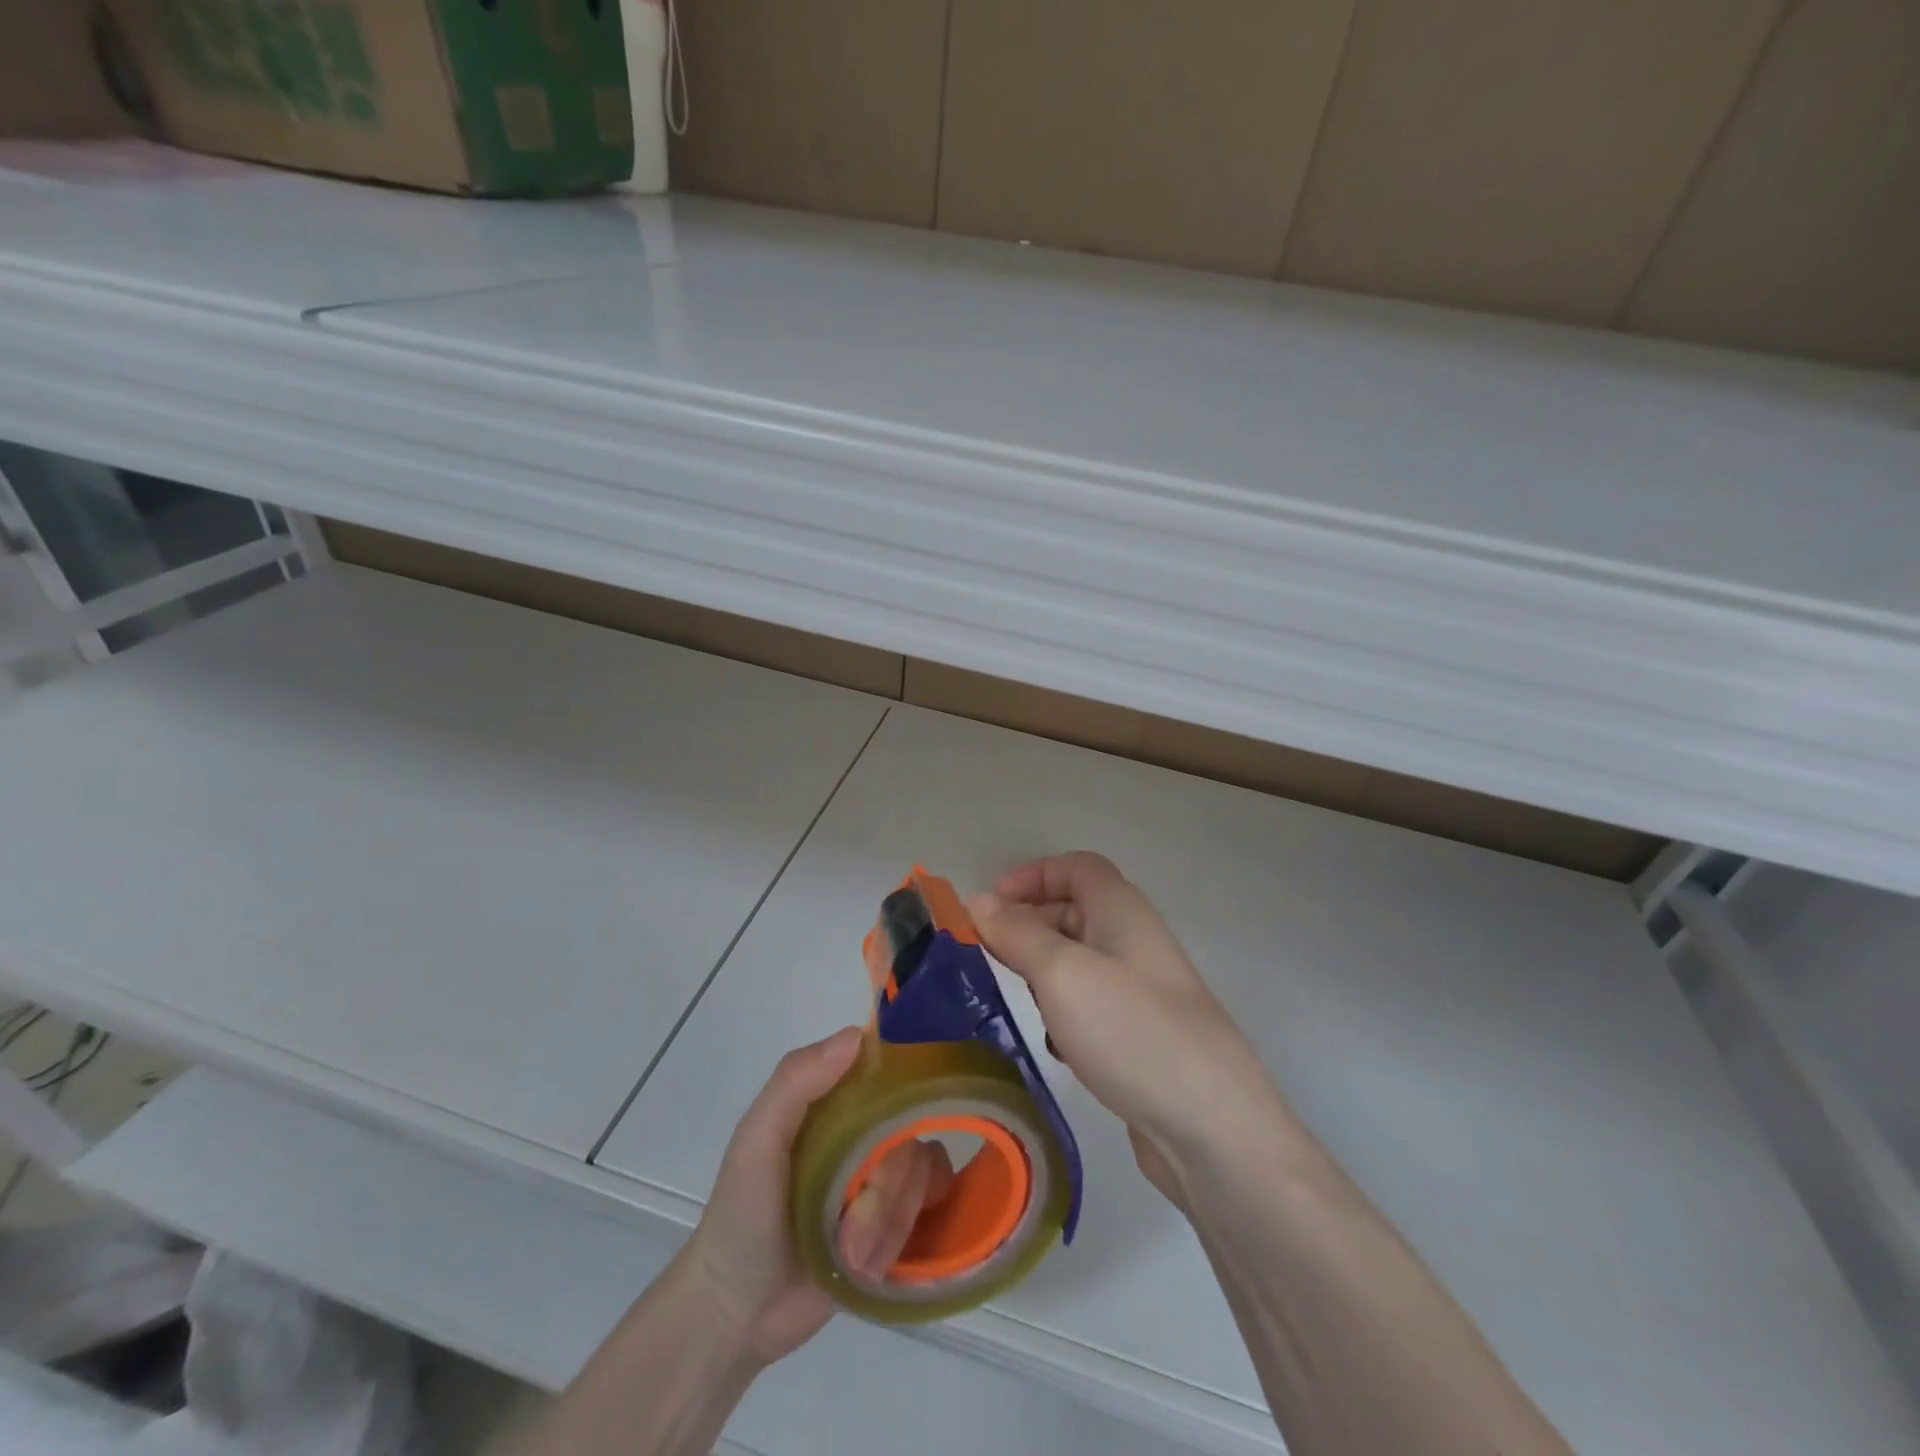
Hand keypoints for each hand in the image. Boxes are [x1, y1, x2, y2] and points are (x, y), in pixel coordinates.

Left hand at [678, 1027, 953, 1366]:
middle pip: (913, 1130)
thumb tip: (857, 1036)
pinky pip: (928, 1216)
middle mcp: (866, 1133)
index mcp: (837, 1103)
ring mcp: (883, 1181)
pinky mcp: (895, 1228)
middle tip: (850, 1217)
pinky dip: (902, 1240)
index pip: (890, 1070)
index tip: (901, 1113)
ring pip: (923, 1176)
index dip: (905, 1084)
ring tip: (849, 1252)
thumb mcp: (757, 1139)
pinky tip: (873, 1263)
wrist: (736, 1315)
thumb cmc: (741, 1214)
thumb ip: (795, 1082)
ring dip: (888, 1221)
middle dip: (888, 1182)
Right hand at [968, 852, 1290, 1204]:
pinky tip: (1054, 1044)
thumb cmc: (1130, 1030)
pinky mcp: (1140, 1036)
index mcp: (1121, 910)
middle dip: (1029, 925)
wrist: (1211, 1128)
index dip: (1032, 875)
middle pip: (1074, 911)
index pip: (1076, 867)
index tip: (990, 905)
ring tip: (1015, 998)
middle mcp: (1133, 942)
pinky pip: (1091, 1006)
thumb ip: (1017, 933)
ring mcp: (1141, 992)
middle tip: (987, 954)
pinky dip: (1064, 1013)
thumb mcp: (1061, 972)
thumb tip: (978, 901)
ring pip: (1079, 962)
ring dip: (1043, 972)